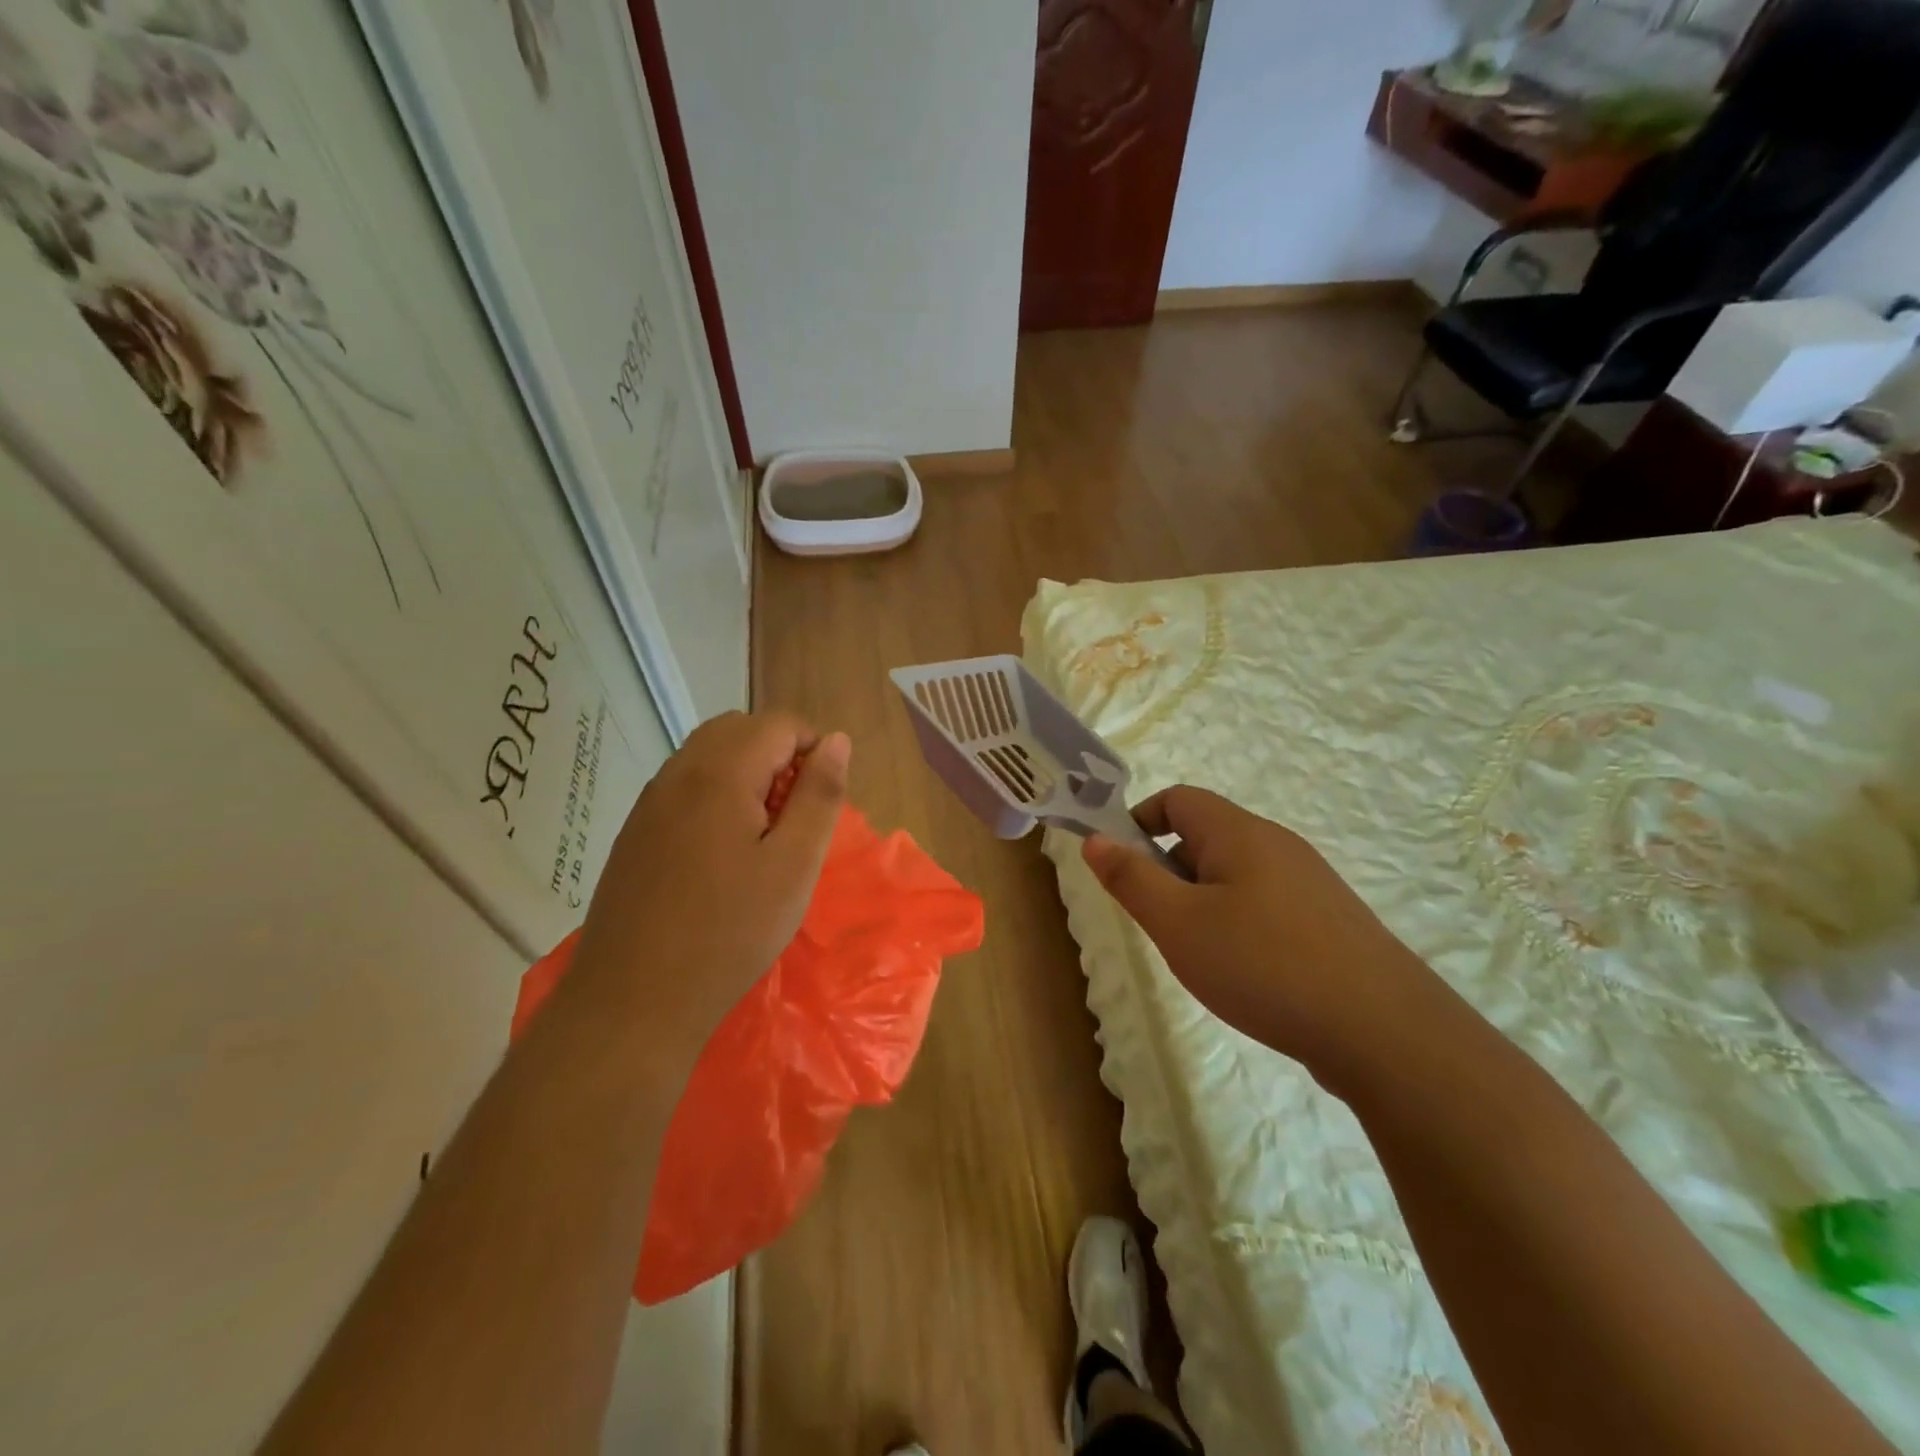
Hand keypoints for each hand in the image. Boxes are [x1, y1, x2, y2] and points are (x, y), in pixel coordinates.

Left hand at [563, 710, 849, 1068]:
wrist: (633, 999)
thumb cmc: (730, 932)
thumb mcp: (794, 865)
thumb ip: (819, 796)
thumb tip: (837, 741)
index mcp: (720, 773)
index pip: (778, 723)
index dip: (813, 747)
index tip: (823, 800)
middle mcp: (678, 773)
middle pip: (739, 729)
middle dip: (779, 754)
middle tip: (797, 814)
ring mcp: (650, 801)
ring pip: (708, 754)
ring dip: (747, 772)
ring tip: (765, 832)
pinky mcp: (635, 831)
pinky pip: (685, 785)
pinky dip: (717, 793)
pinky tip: (724, 851)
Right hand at [1082, 787, 1454, 1089]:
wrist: (1384, 1031)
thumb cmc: (1263, 965)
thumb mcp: (1178, 923)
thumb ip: (1131, 878)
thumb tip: (1095, 838)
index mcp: (1239, 832)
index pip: (1177, 798)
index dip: (1139, 821)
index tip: (1121, 868)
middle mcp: (1277, 844)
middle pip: (1205, 836)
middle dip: (1169, 871)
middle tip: (1160, 923)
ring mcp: (1310, 882)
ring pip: (1235, 875)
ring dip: (1203, 902)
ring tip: (1201, 954)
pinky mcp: (1330, 921)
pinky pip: (1266, 904)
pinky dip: (1239, 924)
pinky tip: (1247, 973)